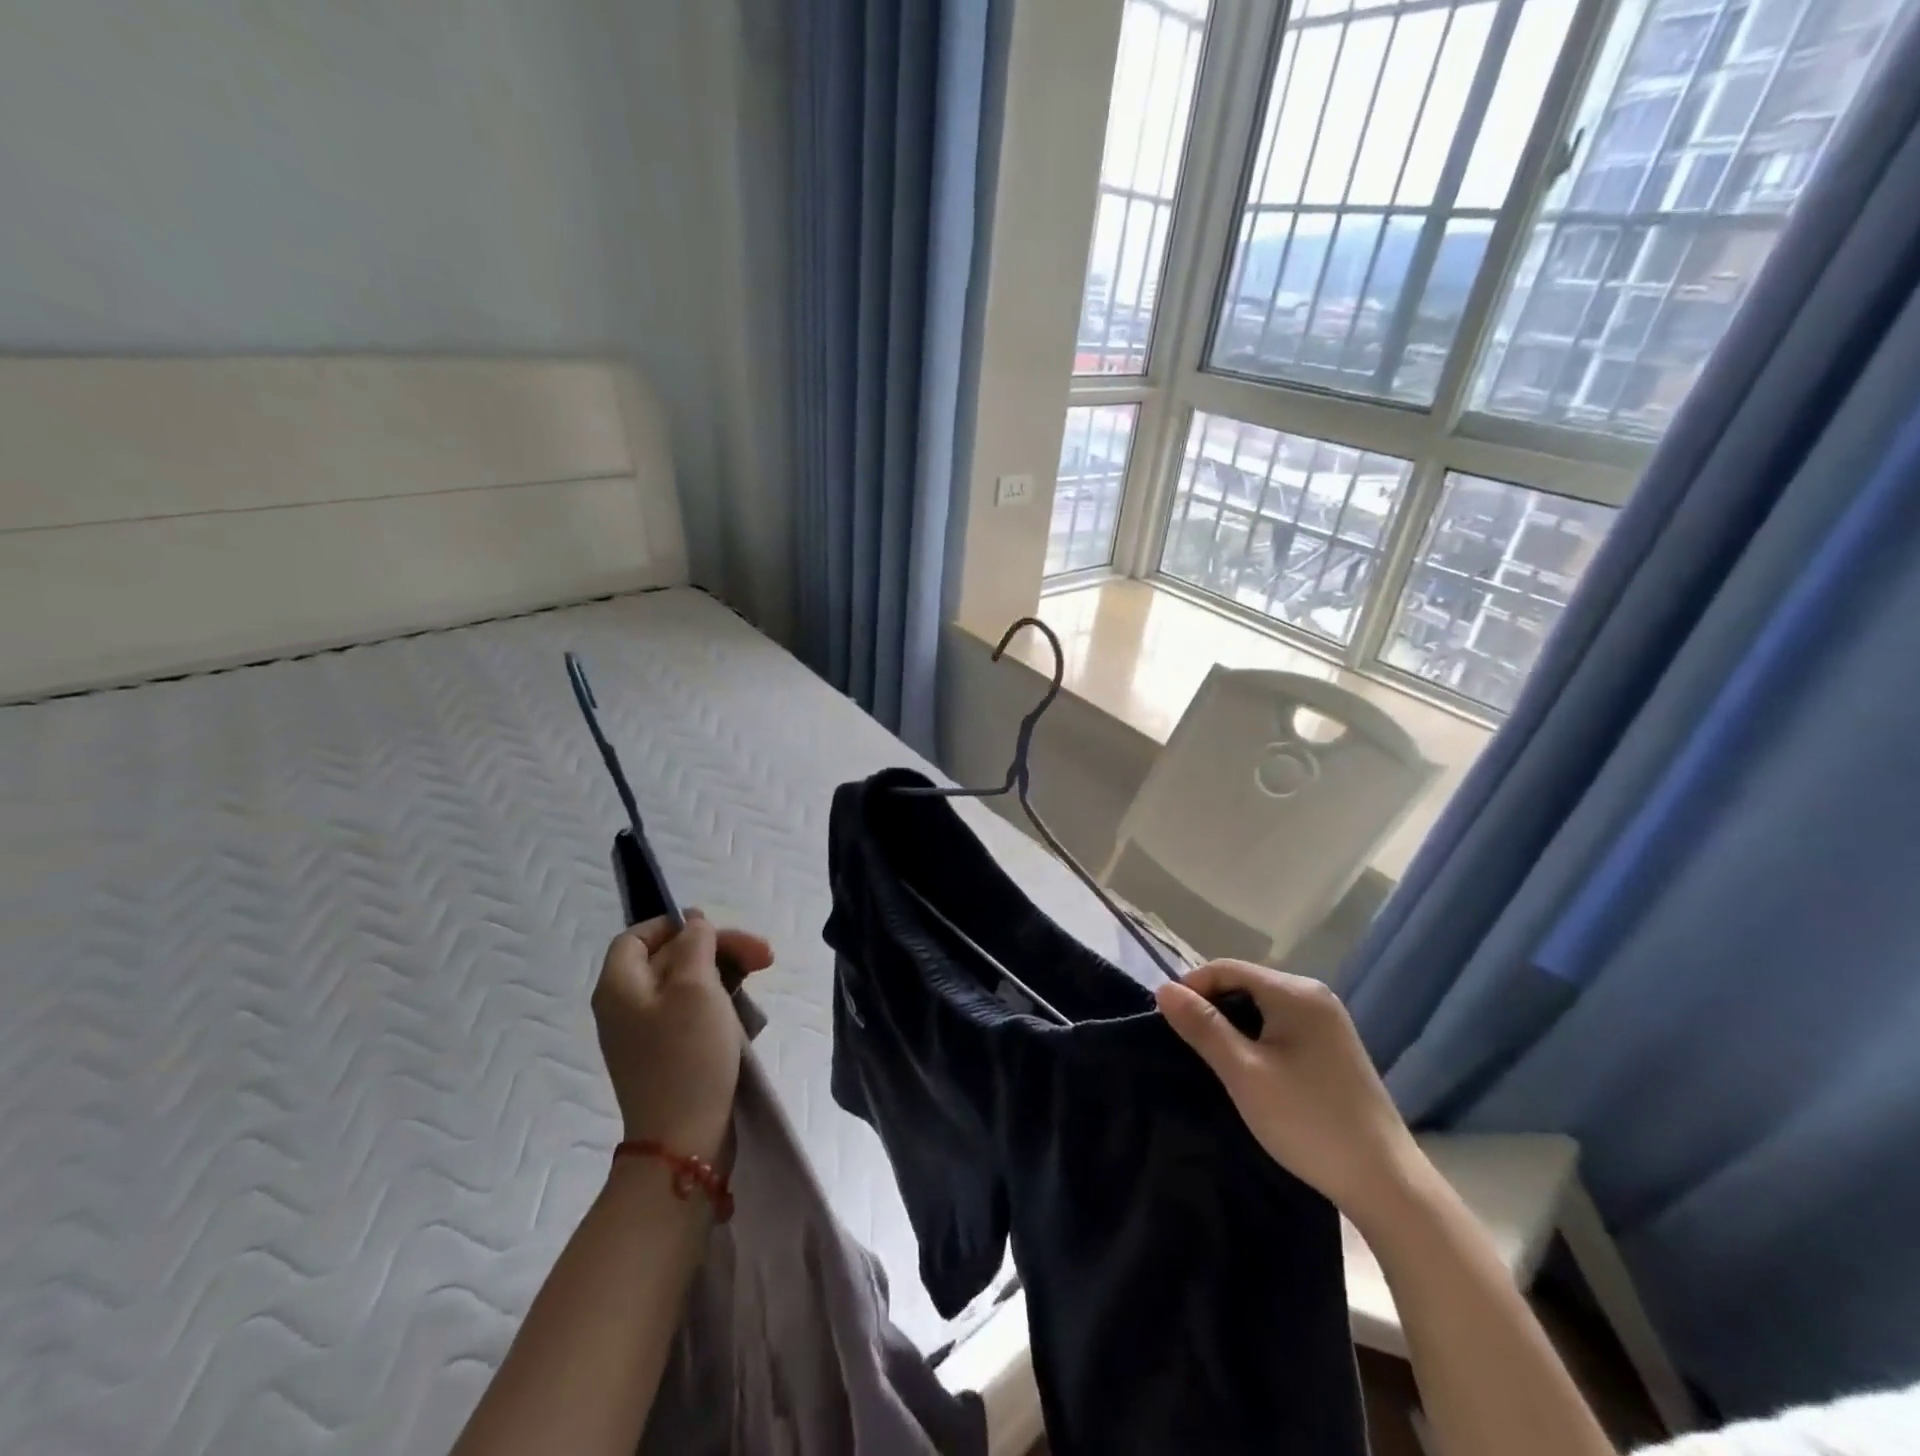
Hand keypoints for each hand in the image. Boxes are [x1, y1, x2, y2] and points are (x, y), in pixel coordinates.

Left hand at [592, 913, 773, 1164]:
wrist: (685, 1140)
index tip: (716, 930)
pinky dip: (718, 1002)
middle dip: (717, 948)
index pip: (638, 936)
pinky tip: (744, 1010)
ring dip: (724, 972)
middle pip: (669, 957)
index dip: (675, 925)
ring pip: (685, 984)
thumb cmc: (688, 1054)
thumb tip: (693, 924)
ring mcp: (645, 1035)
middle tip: (763, 955)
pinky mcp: (667, 1056)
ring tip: (761, 976)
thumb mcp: (695, 986)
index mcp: (620, 986)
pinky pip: (690, 1013)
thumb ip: (695, 944)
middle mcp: (625, 1007)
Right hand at [1156, 960, 1424, 1228]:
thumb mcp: (1244, 1073)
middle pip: (1245, 983)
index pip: (1226, 968)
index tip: (1169, 1022)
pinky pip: (1281, 1024)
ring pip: (1263, 1005)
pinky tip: (1250, 1068)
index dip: (1192, 988)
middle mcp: (1314, 994)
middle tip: (1188, 1044)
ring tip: (1214, 1058)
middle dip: (1212, 1006)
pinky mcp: (1333, 1046)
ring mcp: (1328, 1021)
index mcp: (1295, 991)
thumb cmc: (1308, 1120)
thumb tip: (1164, 988)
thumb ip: (1203, 1027)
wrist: (1385, 1181)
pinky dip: (1257, 1036)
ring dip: (1233, 1024)